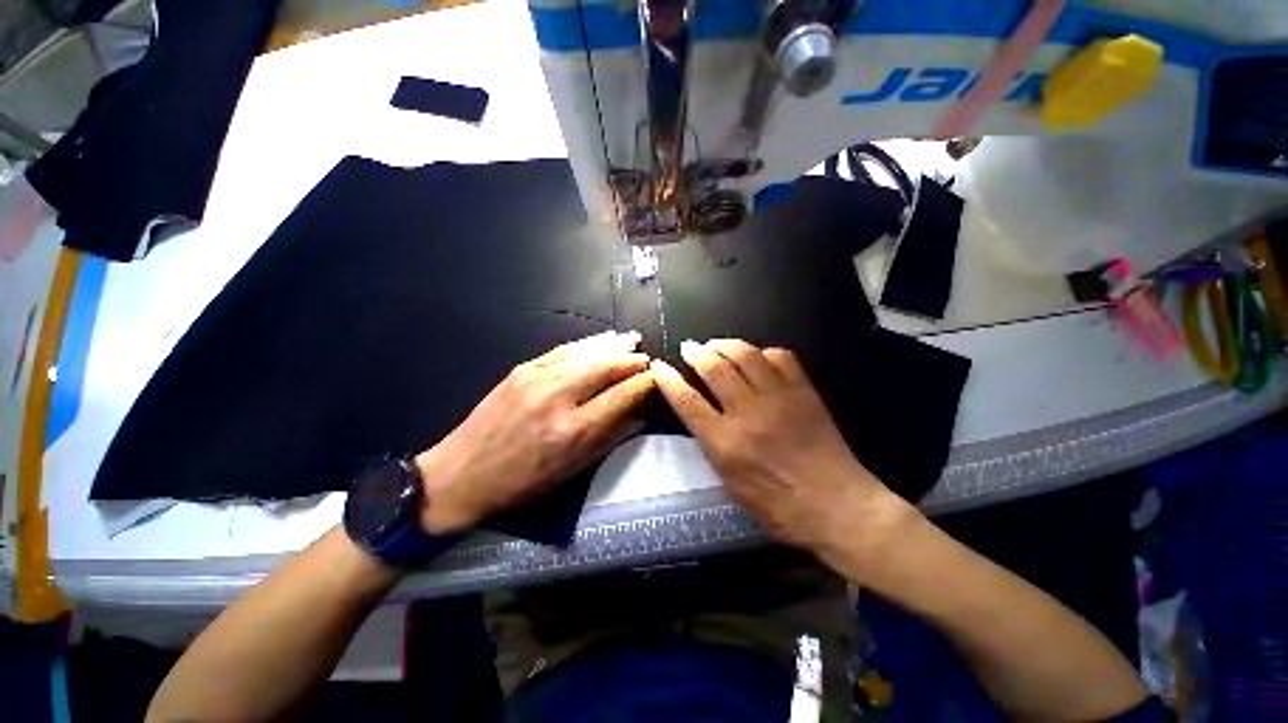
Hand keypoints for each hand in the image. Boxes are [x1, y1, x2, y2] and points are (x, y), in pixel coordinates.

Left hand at [415, 331, 653, 533]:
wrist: (460, 474)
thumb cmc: (521, 482)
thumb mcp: (572, 469)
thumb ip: (610, 438)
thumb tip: (638, 414)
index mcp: (573, 430)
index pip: (620, 396)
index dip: (643, 383)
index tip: (657, 377)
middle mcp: (557, 397)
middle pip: (605, 367)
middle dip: (630, 360)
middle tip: (647, 357)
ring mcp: (536, 378)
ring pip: (585, 353)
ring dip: (612, 345)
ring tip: (631, 340)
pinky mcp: (521, 369)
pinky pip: (562, 350)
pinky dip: (586, 344)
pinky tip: (599, 340)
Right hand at [652, 340, 888, 550]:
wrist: (837, 506)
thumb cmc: (779, 506)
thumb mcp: (731, 484)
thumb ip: (714, 446)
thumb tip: (703, 417)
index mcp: (725, 443)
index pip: (687, 401)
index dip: (668, 379)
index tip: (660, 366)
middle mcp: (748, 413)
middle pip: (714, 368)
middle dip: (695, 352)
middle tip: (689, 347)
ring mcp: (778, 398)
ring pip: (745, 355)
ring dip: (725, 344)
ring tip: (715, 344)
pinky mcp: (804, 391)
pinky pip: (781, 357)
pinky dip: (764, 352)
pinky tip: (757, 356)